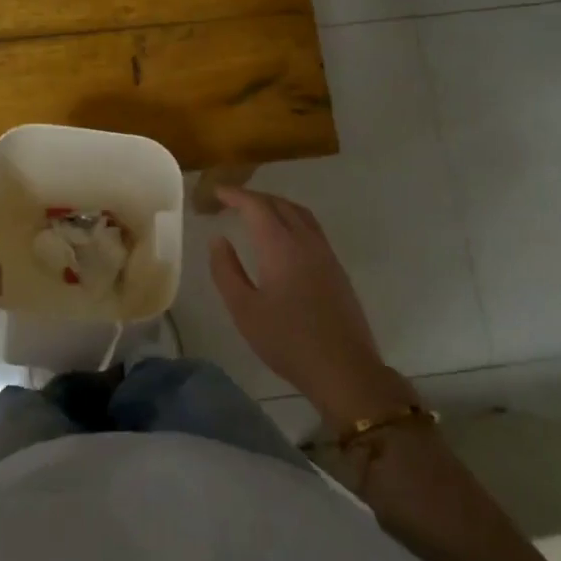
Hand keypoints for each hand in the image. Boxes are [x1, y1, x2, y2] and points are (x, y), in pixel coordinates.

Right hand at [208, 188, 417, 430]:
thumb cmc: (287, 341)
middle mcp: (305, 241)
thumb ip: (226, 271)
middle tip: (231, 201)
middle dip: (254, 197)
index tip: (217, 192)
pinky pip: (312, 228)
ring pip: (300, 213)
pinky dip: (292, 218)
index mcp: (280, 247)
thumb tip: (218, 240)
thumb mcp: (244, 310)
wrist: (343, 368)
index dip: (235, 195)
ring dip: (276, 205)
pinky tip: (283, 236)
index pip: (256, 207)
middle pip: (280, 204)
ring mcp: (326, 253)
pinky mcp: (336, 268)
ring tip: (256, 212)